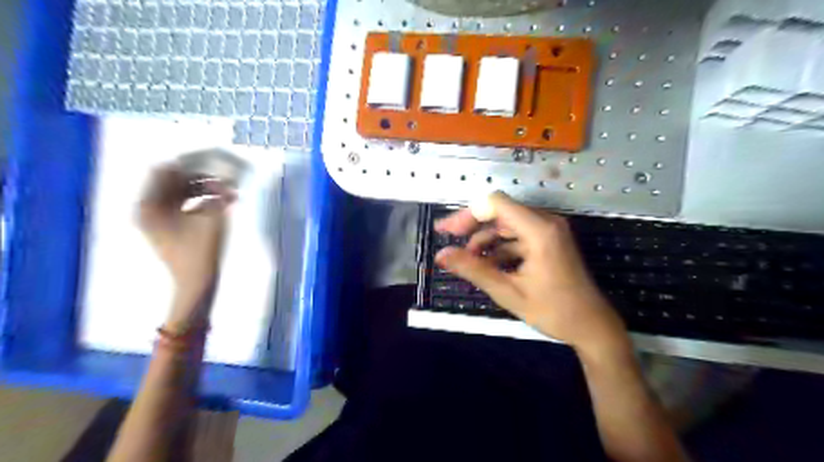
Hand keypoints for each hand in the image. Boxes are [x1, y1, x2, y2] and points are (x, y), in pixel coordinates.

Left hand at [135, 166, 228, 327]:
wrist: (197, 282)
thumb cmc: (202, 250)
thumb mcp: (211, 216)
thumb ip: (215, 191)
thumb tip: (221, 175)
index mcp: (149, 204)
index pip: (165, 170)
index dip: (190, 163)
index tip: (215, 162)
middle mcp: (148, 208)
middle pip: (172, 180)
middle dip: (201, 176)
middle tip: (226, 178)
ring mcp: (157, 218)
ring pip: (180, 191)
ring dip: (204, 188)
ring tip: (229, 191)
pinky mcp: (168, 226)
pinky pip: (183, 204)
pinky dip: (201, 200)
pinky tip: (222, 203)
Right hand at [434, 193, 628, 355]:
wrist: (593, 326)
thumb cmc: (554, 312)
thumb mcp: (508, 292)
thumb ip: (473, 270)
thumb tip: (441, 255)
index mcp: (539, 230)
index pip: (495, 203)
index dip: (467, 214)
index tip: (447, 231)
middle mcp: (546, 222)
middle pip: (500, 211)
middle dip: (472, 226)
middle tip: (450, 242)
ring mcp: (550, 230)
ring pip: (507, 224)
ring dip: (486, 239)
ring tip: (468, 260)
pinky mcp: (550, 240)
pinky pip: (519, 235)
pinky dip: (501, 246)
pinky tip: (489, 264)